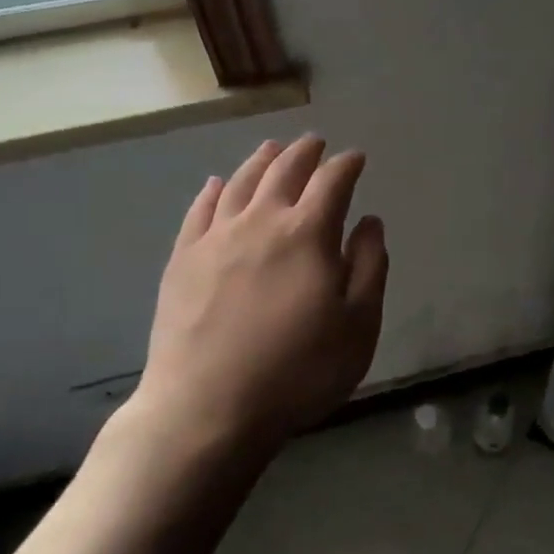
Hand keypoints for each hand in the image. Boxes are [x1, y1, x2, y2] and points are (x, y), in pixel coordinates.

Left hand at [126, 135, 388, 453]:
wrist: (207, 410)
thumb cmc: (298, 371)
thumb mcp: (359, 326)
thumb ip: (370, 266)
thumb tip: (370, 221)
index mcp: (308, 233)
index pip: (332, 182)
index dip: (347, 165)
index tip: (356, 158)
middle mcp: (261, 221)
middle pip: (284, 171)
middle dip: (305, 153)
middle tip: (315, 144)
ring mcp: (215, 238)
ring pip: (241, 182)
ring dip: (262, 160)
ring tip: (273, 148)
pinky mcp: (182, 260)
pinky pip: (200, 210)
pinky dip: (214, 190)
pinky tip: (218, 184)